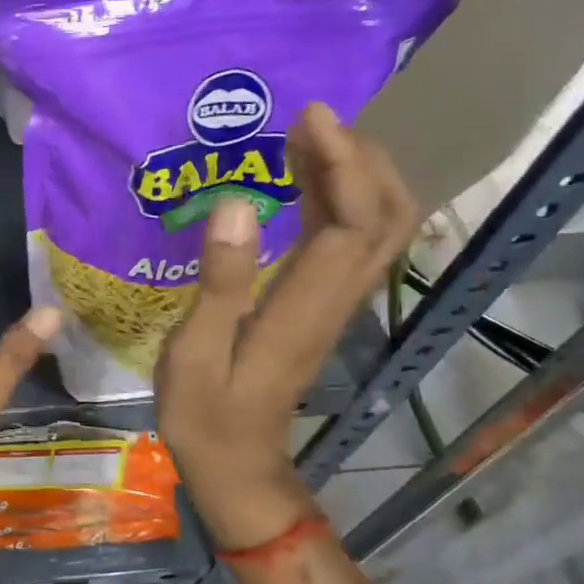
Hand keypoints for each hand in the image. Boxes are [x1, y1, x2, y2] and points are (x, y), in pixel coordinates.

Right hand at [156, 104, 416, 549]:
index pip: (352, 224)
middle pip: (388, 218)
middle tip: (313, 121)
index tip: (309, 118)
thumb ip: (219, 282)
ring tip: (309, 137)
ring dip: (357, 174)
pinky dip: (340, 200)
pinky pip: (352, 242)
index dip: (341, 165)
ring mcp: (334, 304)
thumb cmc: (205, 413)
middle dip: (363, 159)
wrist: (236, 466)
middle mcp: (336, 299)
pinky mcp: (322, 307)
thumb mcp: (195, 353)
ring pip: (379, 228)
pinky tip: (303, 182)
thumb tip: (237, 203)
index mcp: (306, 307)